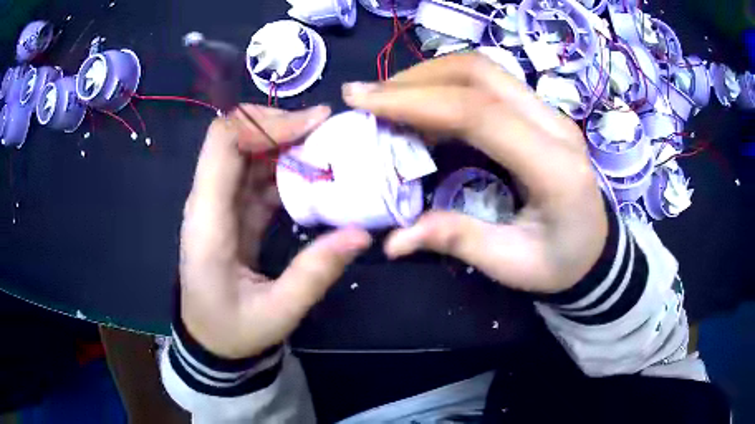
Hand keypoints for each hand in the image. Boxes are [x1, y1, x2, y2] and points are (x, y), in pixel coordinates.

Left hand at [180, 105, 371, 358]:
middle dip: (281, 126)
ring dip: (287, 145)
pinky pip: (257, 176)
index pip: (222, 144)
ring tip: (330, 148)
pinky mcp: (233, 212)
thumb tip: (361, 234)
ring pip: (248, 153)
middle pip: (235, 137)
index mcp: (208, 221)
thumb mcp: (277, 312)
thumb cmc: (233, 331)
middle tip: (329, 132)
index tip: (312, 127)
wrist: (209, 341)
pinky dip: (286, 169)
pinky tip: (315, 174)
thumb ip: (315, 273)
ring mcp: (220, 205)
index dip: (263, 124)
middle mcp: (208, 202)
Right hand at [343, 54, 606, 293]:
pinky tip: (422, 108)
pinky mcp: (539, 113)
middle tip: (370, 98)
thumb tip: (394, 241)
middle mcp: (555, 126)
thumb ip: (458, 241)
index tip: (364, 101)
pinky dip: (446, 87)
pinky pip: (488, 84)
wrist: (597, 250)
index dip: (417, 101)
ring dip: (429, 77)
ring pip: (483, 71)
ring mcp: (549, 114)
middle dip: (416, 79)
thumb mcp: (511, 265)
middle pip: (481, 74)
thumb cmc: (561, 263)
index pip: (480, 113)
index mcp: (554, 167)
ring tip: (389, 101)